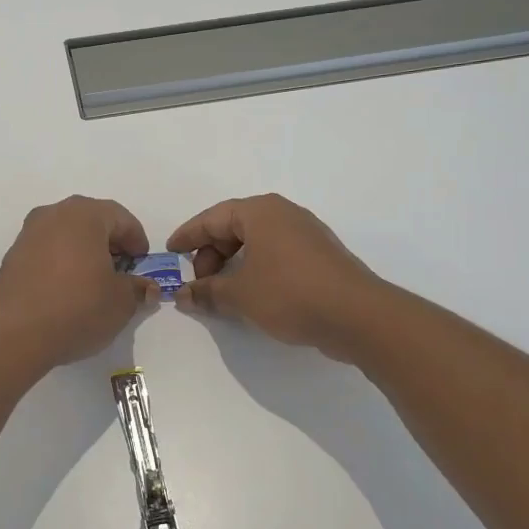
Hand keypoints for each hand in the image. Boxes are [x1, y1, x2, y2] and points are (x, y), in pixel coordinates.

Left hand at [0, 196, 157, 369]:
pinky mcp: (12, 257)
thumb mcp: (121, 302)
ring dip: (85, 252)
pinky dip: (62, 263)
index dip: (137, 241)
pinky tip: (68, 290)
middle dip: (110, 244)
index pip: (121, 218)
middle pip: (92, 221)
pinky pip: (47, 251)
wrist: (14, 334)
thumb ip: (137, 288)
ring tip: (95, 283)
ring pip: (67, 235)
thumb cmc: (77, 308)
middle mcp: (54, 214)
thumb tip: (145, 287)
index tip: (143, 265)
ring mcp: (28, 234)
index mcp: (84, 215)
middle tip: (122, 272)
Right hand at [168, 194, 385, 360]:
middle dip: (212, 253)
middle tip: (200, 281)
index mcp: (261, 212)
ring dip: (234, 263)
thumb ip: (207, 292)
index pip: (213, 217)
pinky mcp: (321, 256)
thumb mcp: (240, 295)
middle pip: (235, 227)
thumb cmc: (290, 294)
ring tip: (224, 291)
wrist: (358, 315)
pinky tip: (253, 294)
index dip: (188, 235)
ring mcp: (306, 233)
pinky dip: (257, 268)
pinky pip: (277, 254)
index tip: (170, 252)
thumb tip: (182, 294)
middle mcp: (284, 214)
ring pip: (257, 241)